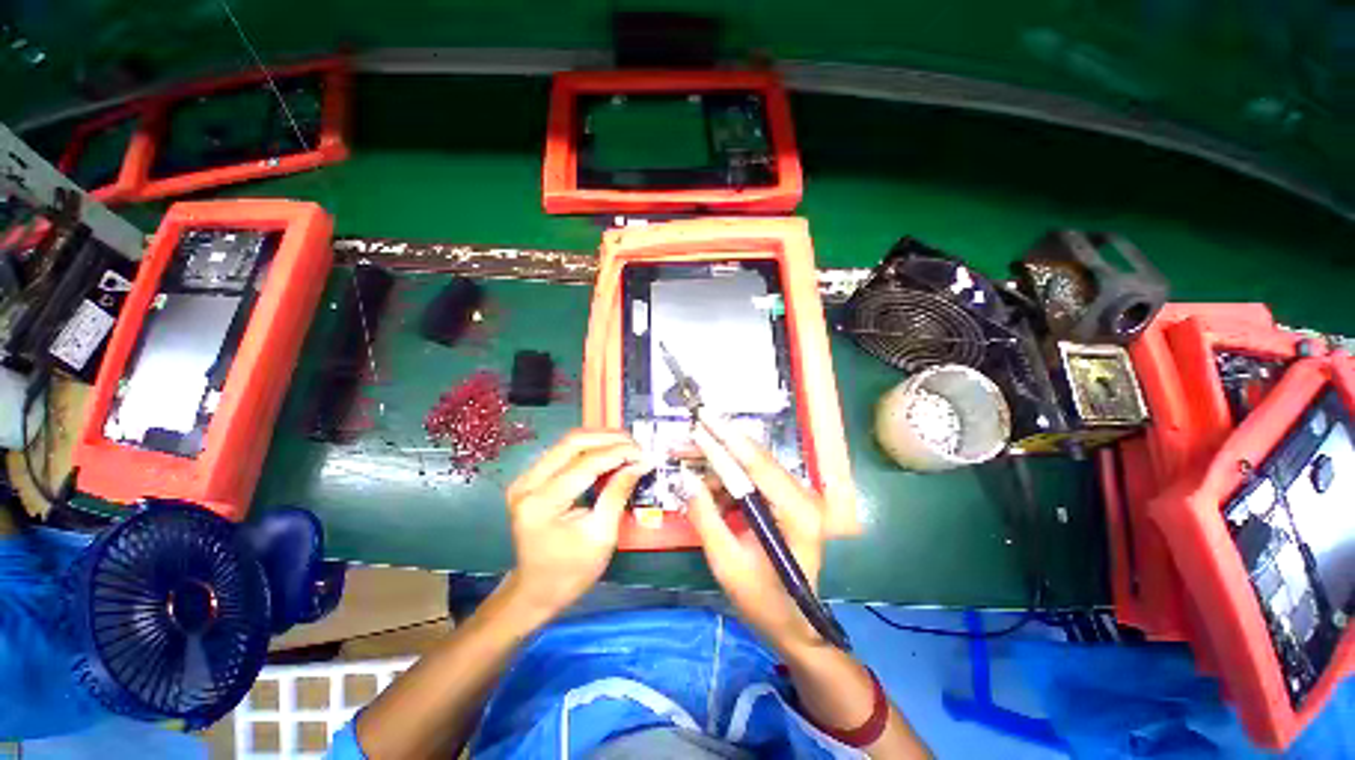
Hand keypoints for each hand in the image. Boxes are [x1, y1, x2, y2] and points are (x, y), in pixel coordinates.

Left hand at [504, 429, 649, 619]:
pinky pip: (563, 452)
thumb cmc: (571, 571)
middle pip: (573, 443)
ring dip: (600, 439)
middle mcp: (527, 484)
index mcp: (542, 503)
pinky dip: (589, 448)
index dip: (618, 453)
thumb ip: (618, 493)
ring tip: (627, 446)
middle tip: (637, 445)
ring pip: (568, 442)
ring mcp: (525, 479)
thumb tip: (640, 463)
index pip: (585, 463)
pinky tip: (609, 453)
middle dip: (609, 439)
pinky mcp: (530, 479)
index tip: (644, 453)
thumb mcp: (601, 536)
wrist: (536, 590)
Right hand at [682, 418, 827, 654]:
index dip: (726, 440)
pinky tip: (711, 493)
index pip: (757, 465)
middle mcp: (804, 497)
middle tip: (688, 437)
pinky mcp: (789, 501)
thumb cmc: (764, 601)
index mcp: (797, 513)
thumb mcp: (727, 562)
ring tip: (693, 473)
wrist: (795, 625)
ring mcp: (799, 497)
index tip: (702, 420)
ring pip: (753, 467)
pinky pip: (755, 480)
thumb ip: (706, 516)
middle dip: (719, 446)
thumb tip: (686, 479)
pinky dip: (730, 483)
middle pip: (756, 458)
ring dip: (721, 466)